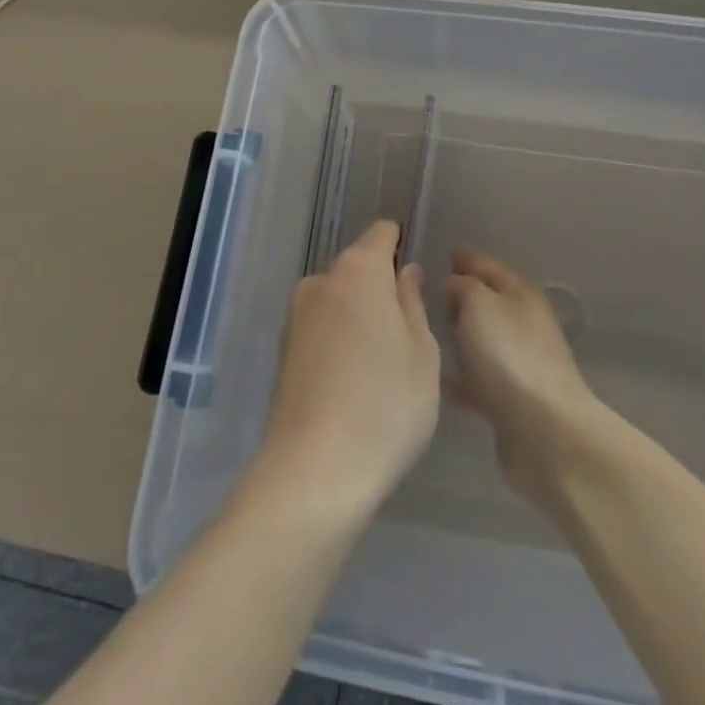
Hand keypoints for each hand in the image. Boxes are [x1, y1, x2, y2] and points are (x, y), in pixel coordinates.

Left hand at [253, 220, 440, 520]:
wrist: (314, 470)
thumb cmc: (385, 404)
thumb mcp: (421, 353)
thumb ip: (413, 302)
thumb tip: (405, 271)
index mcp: (360, 269)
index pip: (382, 234)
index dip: (400, 246)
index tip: (415, 278)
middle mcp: (322, 280)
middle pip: (358, 268)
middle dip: (380, 288)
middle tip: (406, 334)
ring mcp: (297, 315)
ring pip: (338, 300)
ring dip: (357, 317)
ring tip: (380, 367)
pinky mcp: (283, 350)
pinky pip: (321, 328)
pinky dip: (338, 341)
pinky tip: (352, 383)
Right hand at [445, 249, 601, 513]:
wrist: (544, 432)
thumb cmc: (508, 355)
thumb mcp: (479, 304)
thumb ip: (463, 286)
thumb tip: (454, 283)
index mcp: (520, 292)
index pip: (488, 265)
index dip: (465, 258)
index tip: (442, 256)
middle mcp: (524, 322)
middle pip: (487, 302)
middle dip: (461, 297)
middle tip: (428, 297)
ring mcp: (521, 362)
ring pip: (483, 340)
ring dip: (461, 337)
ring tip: (428, 336)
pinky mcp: (513, 400)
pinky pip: (480, 379)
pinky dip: (462, 378)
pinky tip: (438, 381)